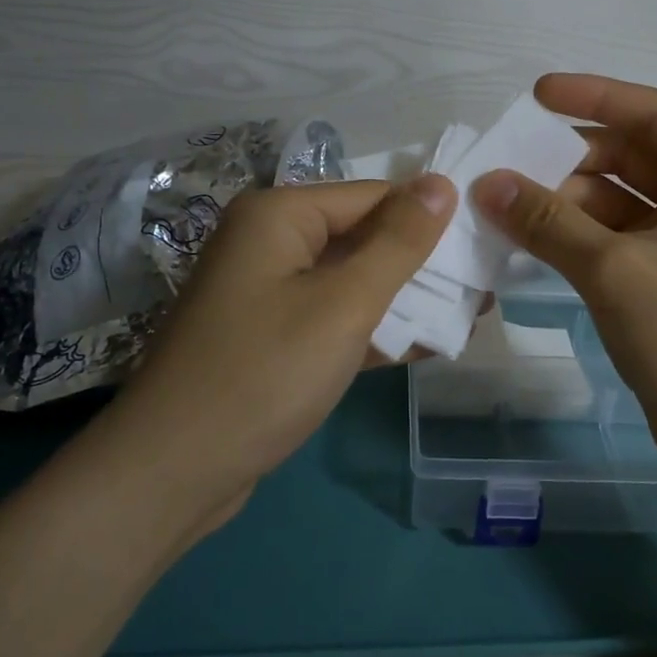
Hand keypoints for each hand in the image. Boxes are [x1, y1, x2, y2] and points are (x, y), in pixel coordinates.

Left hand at [107, 176, 456, 520]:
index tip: (483, 247)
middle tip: (483, 286)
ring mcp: (267, 291)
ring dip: (403, 300)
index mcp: (279, 214)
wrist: (173, 473)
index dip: (429, 219)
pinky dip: (371, 329)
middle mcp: (270, 241)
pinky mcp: (270, 335)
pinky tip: (423, 346)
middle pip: (362, 237)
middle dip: (420, 264)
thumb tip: (441, 183)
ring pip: (350, 281)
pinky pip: (331, 317)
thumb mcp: (345, 304)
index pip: (374, 196)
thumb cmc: (265, 373)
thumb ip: (399, 242)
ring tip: (466, 315)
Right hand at [473, 74, 656, 473]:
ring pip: (616, 199)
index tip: (535, 94)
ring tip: (504, 204)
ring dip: (564, 200)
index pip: (651, 114)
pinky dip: (573, 234)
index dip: (593, 96)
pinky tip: (528, 237)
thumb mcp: (615, 269)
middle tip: (507, 164)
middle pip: (629, 156)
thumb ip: (548, 221)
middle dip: (568, 159)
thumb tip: (485, 183)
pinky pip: (612, 236)